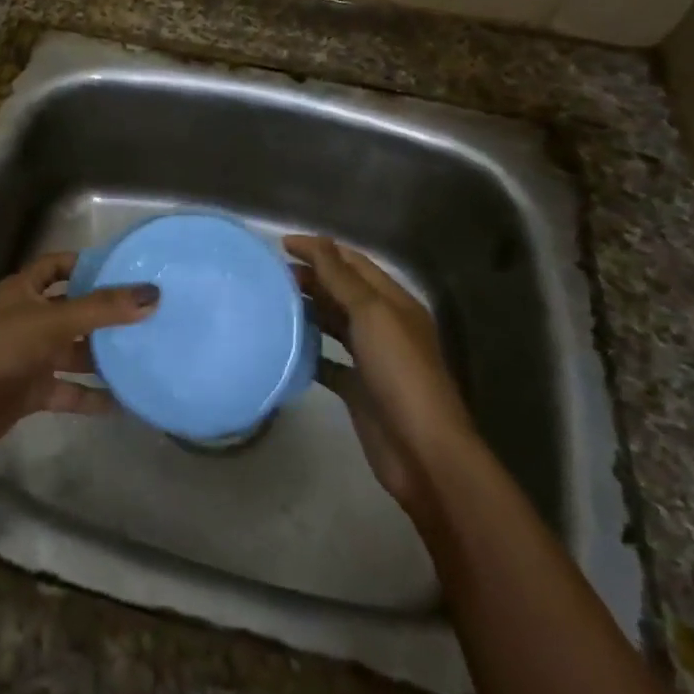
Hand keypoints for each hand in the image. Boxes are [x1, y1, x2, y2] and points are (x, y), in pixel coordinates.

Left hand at [0, 253, 157, 452]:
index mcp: (25, 290)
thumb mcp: (51, 322)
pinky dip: (92, 395)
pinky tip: (125, 401)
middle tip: (151, 315)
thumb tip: (152, 293)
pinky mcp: (32, 390)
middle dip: (106, 313)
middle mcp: (29, 318)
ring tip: (147, 355)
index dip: (87, 264)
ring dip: (104, 356)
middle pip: (74, 310)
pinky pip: (69, 390)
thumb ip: (101, 309)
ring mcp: (30, 355)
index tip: (126, 269)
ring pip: (74, 351)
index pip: (59, 265)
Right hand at [286, 235, 475, 510]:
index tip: (281, 245)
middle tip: (271, 274)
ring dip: (308, 309)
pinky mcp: (358, 389)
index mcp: (395, 303)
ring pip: (335, 323)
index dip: (320, 249)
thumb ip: (341, 277)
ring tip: (272, 301)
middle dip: (311, 277)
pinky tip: (284, 344)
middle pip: (343, 291)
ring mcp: (372, 359)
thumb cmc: (400, 373)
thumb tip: (316, 241)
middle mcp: (385, 326)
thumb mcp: (371, 314)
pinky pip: (328, 361)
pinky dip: (308, 350)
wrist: (423, 452)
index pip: (354, 263)